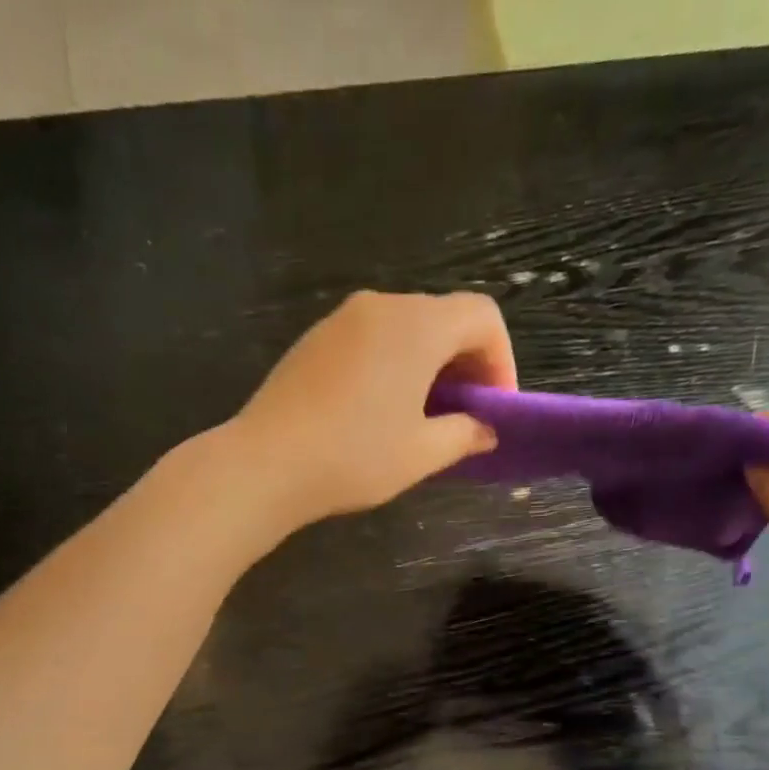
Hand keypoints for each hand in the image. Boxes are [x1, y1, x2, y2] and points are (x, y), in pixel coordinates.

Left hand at [229, 290, 515, 535]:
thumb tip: (486, 430)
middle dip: (467, 364)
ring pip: (407, 329)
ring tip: (426, 418)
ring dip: (430, 366)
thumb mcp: (421, 454)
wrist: (267, 463)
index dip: (501, 360)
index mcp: (417, 326)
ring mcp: (343, 319)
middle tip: (467, 416)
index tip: (495, 408)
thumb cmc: (355, 457)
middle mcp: (382, 306)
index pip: (482, 317)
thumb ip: (464, 435)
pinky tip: (383, 411)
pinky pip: (373, 340)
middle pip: (445, 318)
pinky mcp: (316, 339)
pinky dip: (395, 365)